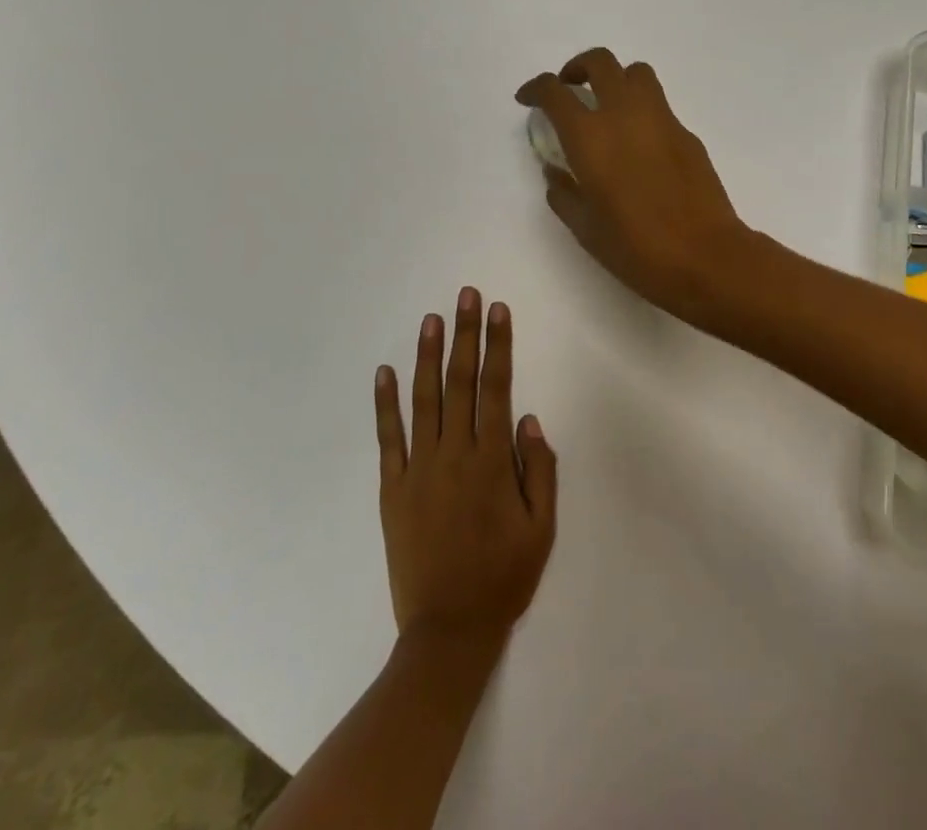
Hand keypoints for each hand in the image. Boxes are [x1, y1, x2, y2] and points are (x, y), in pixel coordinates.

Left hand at [375, 288, 556, 651]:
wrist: (448, 630)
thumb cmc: (503, 577)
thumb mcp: (542, 528)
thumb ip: (540, 470)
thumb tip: (529, 419)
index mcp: (492, 461)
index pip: (497, 387)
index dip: (498, 345)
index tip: (497, 310)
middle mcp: (454, 454)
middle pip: (460, 382)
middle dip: (465, 334)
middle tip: (465, 295)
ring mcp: (419, 469)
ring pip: (423, 400)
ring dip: (427, 356)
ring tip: (431, 319)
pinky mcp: (393, 488)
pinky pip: (388, 438)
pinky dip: (385, 403)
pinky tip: (384, 372)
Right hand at [515, 48, 757, 322]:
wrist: (705, 256)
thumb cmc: (636, 248)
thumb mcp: (585, 228)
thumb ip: (563, 192)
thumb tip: (555, 171)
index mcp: (589, 136)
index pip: (554, 92)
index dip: (535, 89)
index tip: (528, 99)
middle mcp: (624, 114)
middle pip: (600, 62)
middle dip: (577, 68)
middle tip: (570, 90)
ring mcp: (661, 119)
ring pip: (636, 73)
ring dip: (615, 79)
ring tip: (607, 109)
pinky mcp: (686, 133)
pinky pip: (659, 105)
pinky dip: (641, 110)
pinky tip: (639, 145)